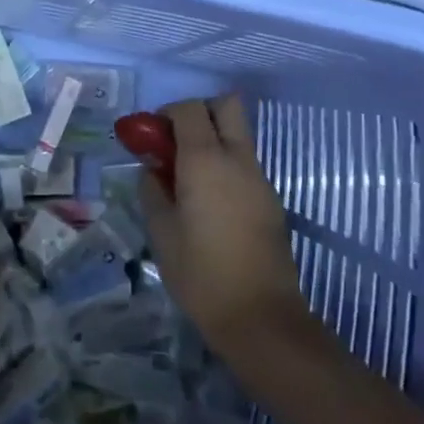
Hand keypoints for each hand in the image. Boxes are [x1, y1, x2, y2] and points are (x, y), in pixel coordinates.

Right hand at [138, 95, 305, 350]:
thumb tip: (154, 170)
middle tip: (177, 144)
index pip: (189, 108)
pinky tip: (211, 204)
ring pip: (238, 135)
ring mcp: (259, 178)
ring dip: (213, 141)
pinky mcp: (271, 200)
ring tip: (189, 180)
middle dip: (199, 112)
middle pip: (226, 105)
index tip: (152, 139)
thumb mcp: (161, 231)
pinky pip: (245, 164)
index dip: (167, 114)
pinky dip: (226, 166)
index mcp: (205, 160)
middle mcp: (237, 158)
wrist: (260, 318)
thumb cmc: (201, 273)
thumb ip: (153, 190)